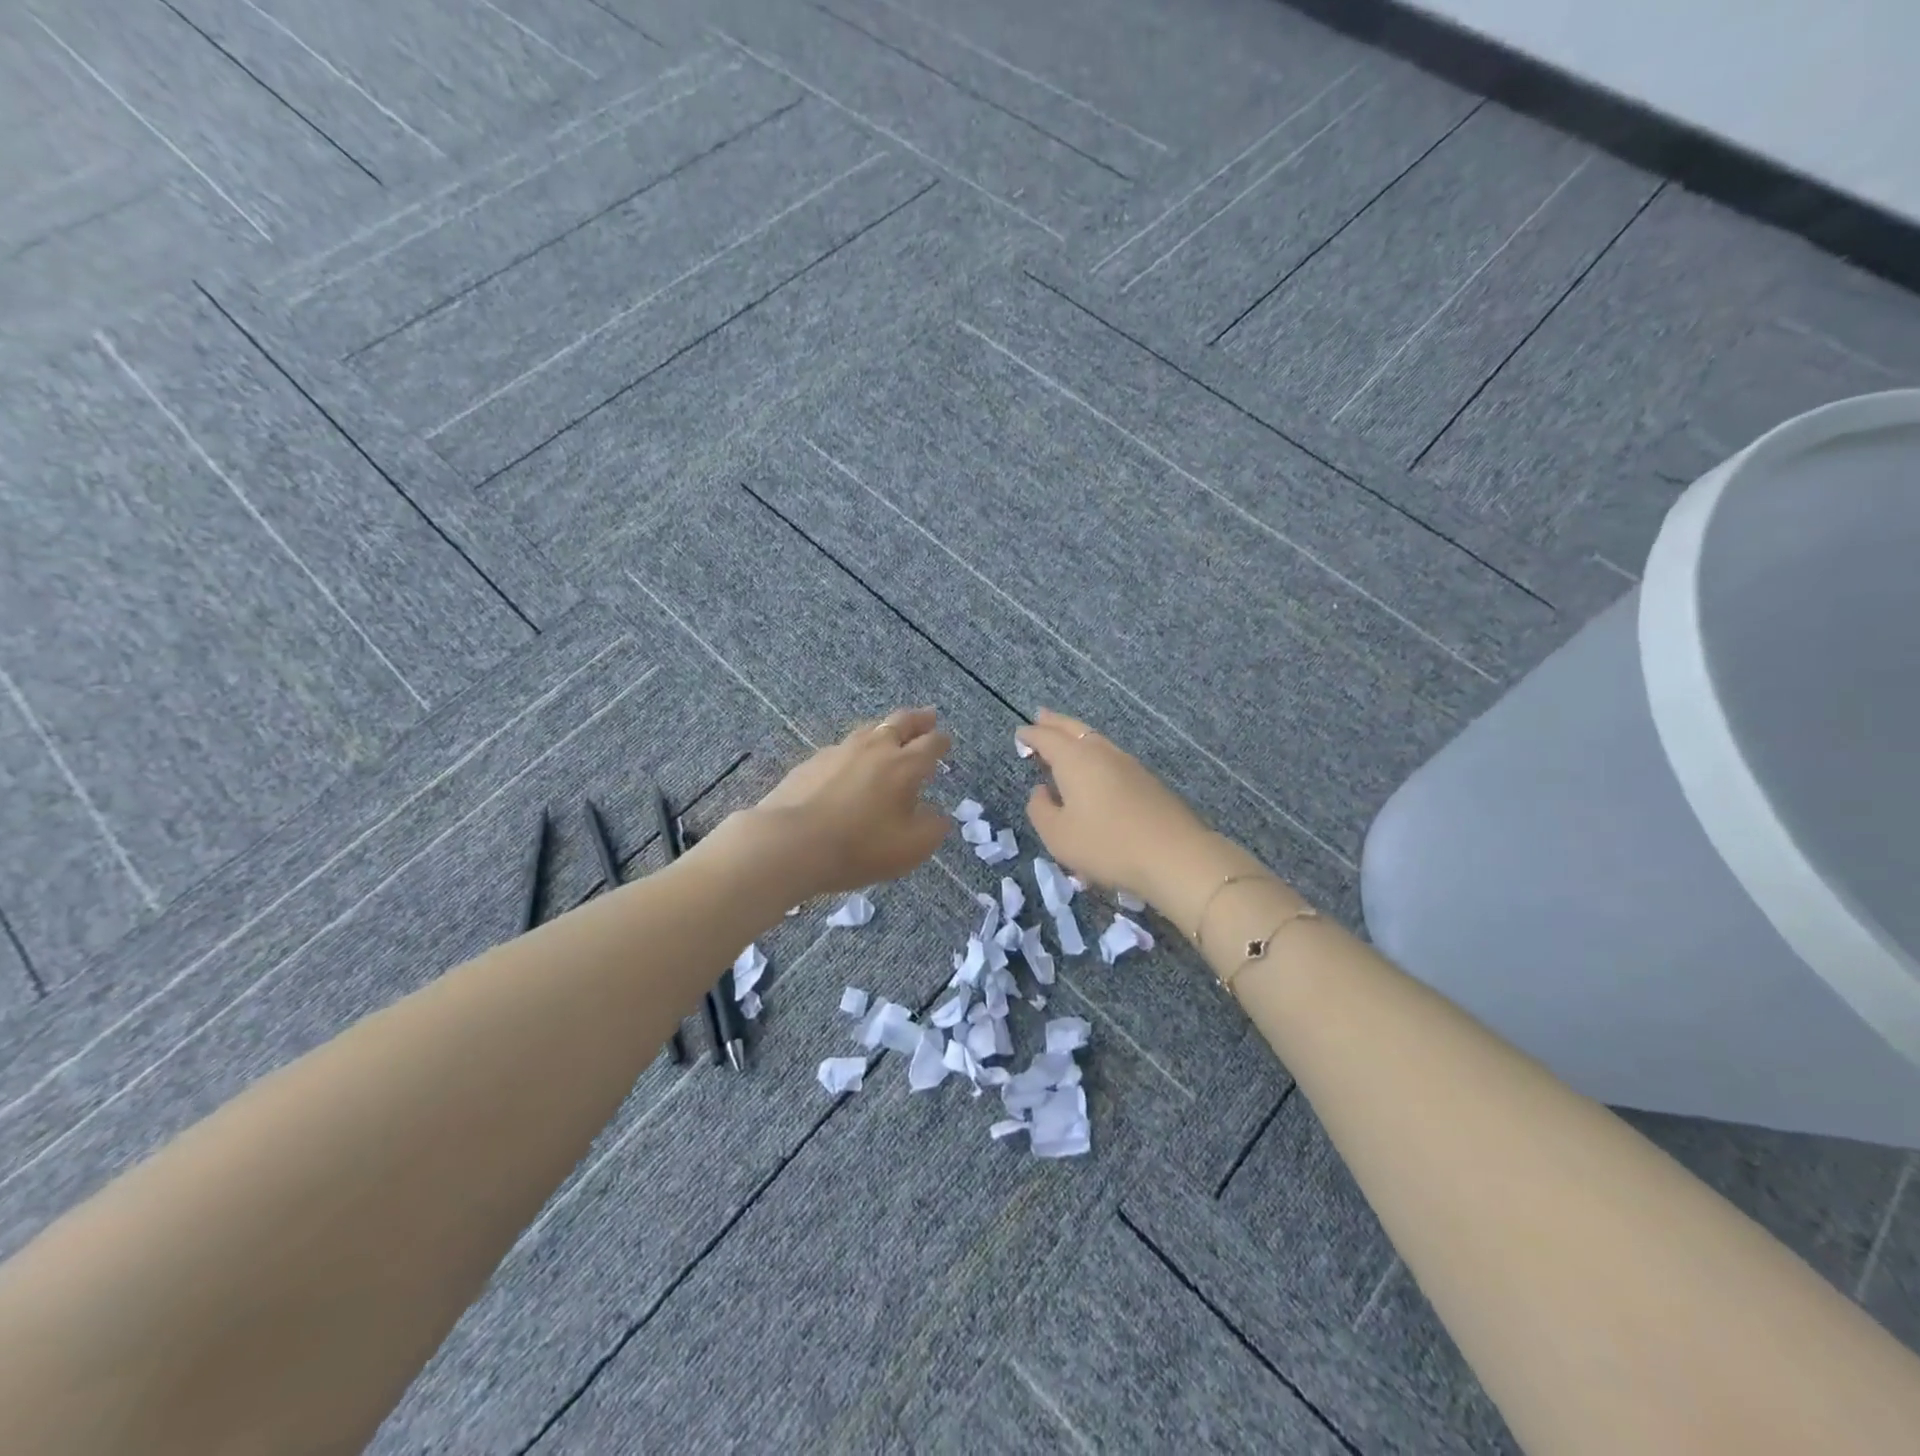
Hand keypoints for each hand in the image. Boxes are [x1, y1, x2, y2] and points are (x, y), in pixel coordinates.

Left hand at [745, 707, 952, 897]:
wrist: (791, 843)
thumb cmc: (860, 847)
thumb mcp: (912, 847)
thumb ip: (932, 827)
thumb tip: (937, 814)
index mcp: (905, 766)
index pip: (931, 744)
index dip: (942, 741)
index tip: (946, 740)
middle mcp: (875, 749)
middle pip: (901, 723)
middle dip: (918, 719)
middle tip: (928, 716)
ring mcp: (840, 751)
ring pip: (869, 729)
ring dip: (885, 728)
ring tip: (890, 732)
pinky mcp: (812, 762)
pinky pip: (842, 748)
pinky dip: (855, 749)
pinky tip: (850, 761)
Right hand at [1017, 709, 1210, 903]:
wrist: (1175, 856)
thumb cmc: (1107, 845)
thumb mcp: (1058, 835)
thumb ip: (1040, 809)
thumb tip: (1040, 791)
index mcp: (1075, 759)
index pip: (1046, 738)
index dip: (1030, 735)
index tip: (1020, 734)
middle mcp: (1101, 753)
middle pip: (1074, 729)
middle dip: (1054, 723)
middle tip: (1040, 717)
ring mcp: (1128, 764)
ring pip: (1095, 740)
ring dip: (1077, 736)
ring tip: (1065, 740)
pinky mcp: (1147, 780)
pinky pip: (1111, 757)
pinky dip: (1094, 754)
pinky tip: (1094, 769)